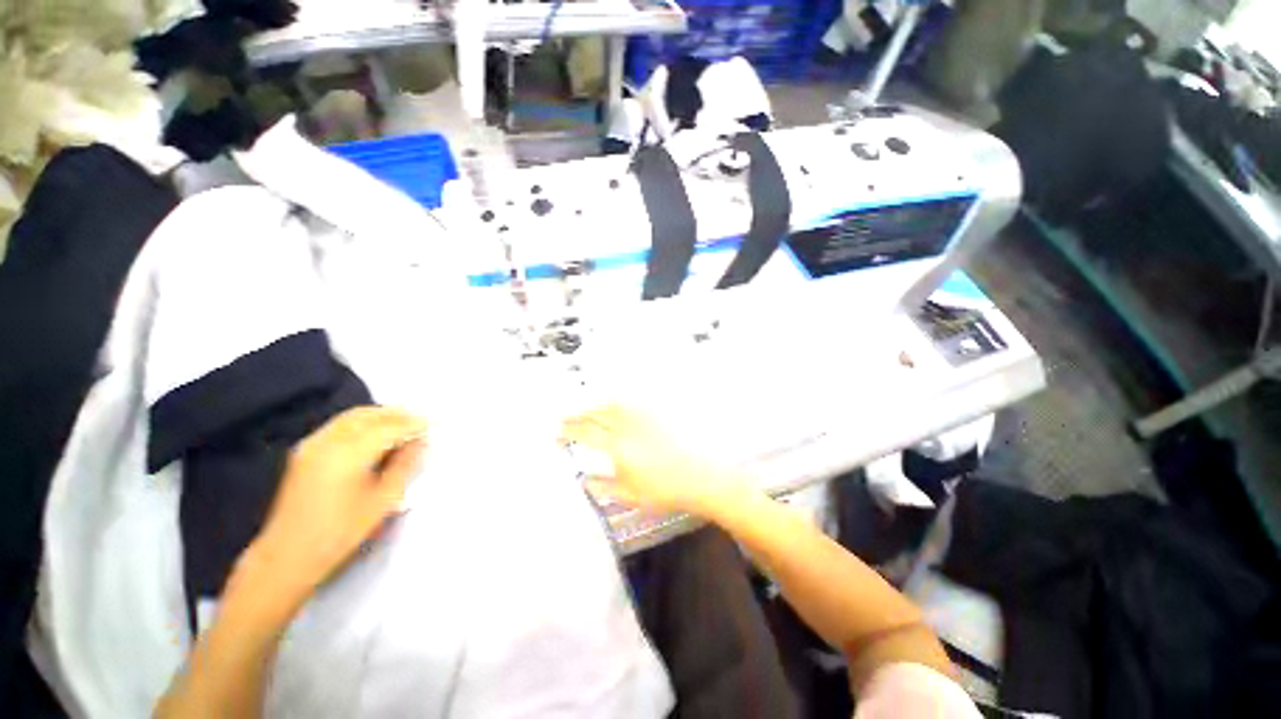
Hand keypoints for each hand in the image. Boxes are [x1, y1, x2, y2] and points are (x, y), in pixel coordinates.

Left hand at [248, 406, 426, 603]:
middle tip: (421, 422)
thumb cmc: (339, 533)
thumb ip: (405, 467)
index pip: (390, 428)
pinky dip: (363, 422)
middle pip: (369, 415)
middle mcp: (328, 442)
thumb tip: (421, 443)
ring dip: (381, 416)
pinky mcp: (304, 451)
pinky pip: (339, 425)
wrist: (287, 556)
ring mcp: (312, 445)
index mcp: (348, 454)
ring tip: (402, 425)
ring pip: (353, 417)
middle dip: (398, 414)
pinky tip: (374, 435)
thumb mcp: (382, 502)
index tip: (435, 425)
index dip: (415, 424)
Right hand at [562, 405, 743, 516]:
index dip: (568, 430)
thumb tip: (582, 478)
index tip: (558, 433)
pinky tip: (616, 407)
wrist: (705, 475)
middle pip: (596, 412)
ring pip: (613, 402)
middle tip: (568, 419)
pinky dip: (618, 402)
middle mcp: (628, 423)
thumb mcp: (631, 495)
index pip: (585, 432)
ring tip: (589, 412)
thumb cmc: (667, 489)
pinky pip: (632, 399)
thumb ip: (603, 486)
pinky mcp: (659, 408)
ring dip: (596, 405)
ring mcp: (645, 412)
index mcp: (618, 445)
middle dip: (579, 414)